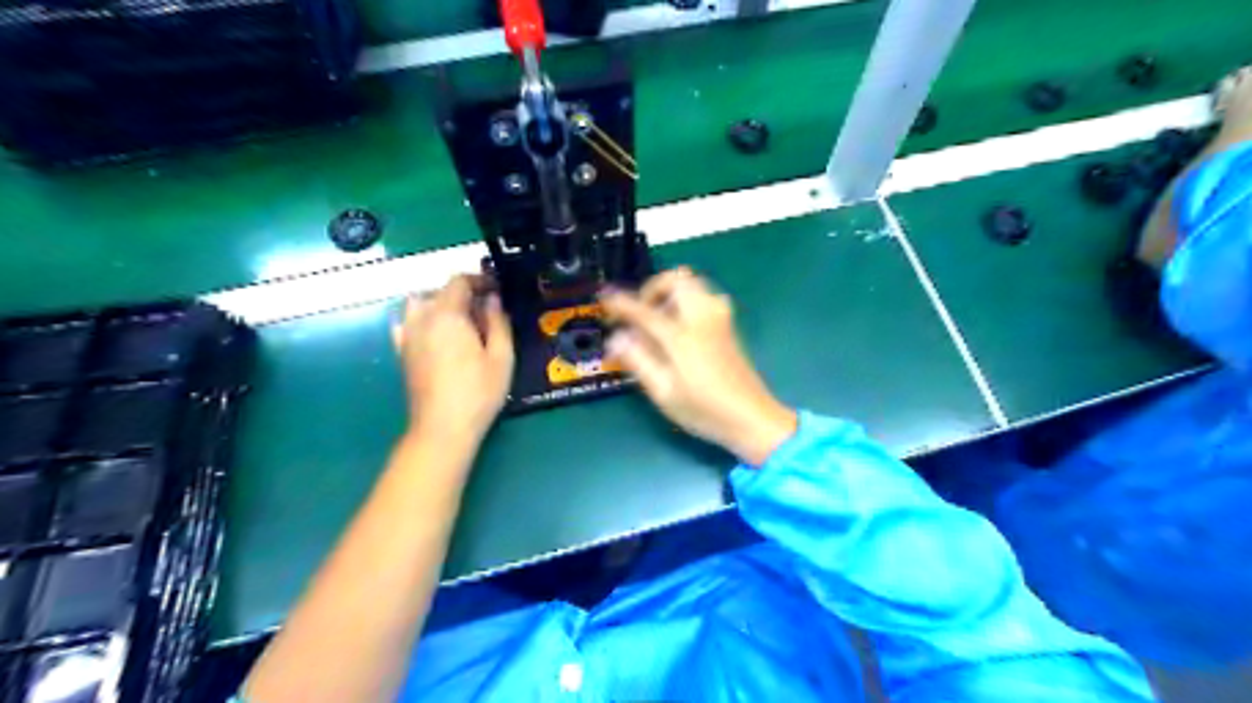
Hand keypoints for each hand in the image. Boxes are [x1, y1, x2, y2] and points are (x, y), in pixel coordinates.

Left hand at [389, 278, 511, 448]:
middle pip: (438, 291)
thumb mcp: (501, 356)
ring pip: (419, 304)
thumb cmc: (479, 391)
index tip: (497, 289)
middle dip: (462, 293)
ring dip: (439, 304)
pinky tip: (437, 336)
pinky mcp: (402, 353)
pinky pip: (407, 324)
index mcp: (447, 314)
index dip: (480, 279)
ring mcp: (407, 335)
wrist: (442, 427)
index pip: (459, 281)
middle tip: (486, 311)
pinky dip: (421, 321)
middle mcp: (421, 318)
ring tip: (460, 322)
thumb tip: (493, 299)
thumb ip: (498, 322)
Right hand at [600, 268, 794, 464]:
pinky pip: (702, 297)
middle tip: (640, 313)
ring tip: (657, 322)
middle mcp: (702, 317)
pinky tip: (677, 329)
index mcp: (682, 336)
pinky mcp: (728, 324)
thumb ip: (638, 361)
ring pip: (692, 284)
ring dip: (670, 294)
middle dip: (652, 289)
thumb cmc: (704, 410)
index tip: (604, 298)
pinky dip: (684, 301)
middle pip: (676, 279)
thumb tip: (617, 337)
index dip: (621, 303)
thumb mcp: (663, 392)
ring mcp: (719, 318)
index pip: (644, 310)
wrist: (752, 417)